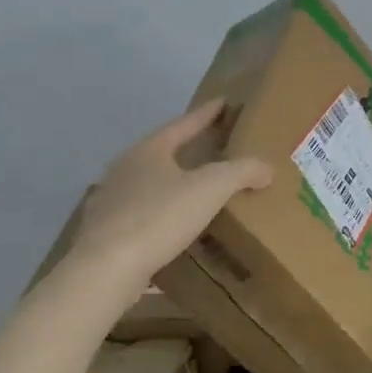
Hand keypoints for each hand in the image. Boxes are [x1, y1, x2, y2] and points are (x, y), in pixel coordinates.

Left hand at [67, 99, 271, 288]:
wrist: (106, 269)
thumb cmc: (159, 217)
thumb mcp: (210, 189)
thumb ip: (241, 172)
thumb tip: (266, 168)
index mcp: (148, 151)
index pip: (183, 124)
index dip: (206, 114)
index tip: (223, 102)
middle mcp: (124, 170)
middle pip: (161, 153)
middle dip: (186, 150)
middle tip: (212, 147)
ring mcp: (110, 202)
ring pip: (148, 187)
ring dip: (172, 187)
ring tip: (195, 193)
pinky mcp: (105, 234)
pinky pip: (141, 219)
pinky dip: (160, 220)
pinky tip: (173, 234)